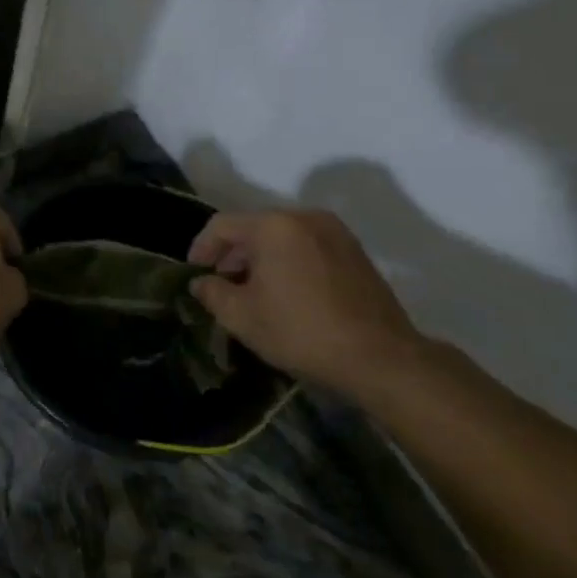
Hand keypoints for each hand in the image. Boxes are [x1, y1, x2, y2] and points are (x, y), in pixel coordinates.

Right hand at [187, 208, 425, 398]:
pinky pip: (308, 247)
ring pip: (282, 237)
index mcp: (273, 225)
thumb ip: (211, 293)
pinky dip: (289, 262)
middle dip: (232, 254)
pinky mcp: (355, 252)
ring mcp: (335, 233)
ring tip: (253, 291)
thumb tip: (201, 282)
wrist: (381, 359)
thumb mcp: (241, 317)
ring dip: (261, 258)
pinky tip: (286, 293)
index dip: (201, 248)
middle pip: (254, 227)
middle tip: (221, 284)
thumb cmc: (301, 331)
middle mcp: (305, 217)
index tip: (194, 274)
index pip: (221, 225)